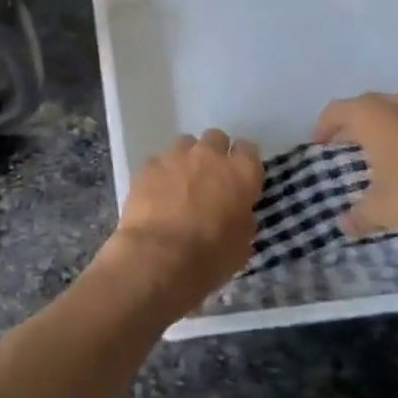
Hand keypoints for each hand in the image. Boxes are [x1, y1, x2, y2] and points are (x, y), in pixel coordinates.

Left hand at [93, 129, 262, 319]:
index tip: (240, 176)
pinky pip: (159, 161)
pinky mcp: (149, 164)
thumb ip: (242, 220)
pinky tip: (156, 193)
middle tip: (209, 178)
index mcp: (241, 174)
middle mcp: (209, 155)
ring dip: (187, 159)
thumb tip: (237, 213)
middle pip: (216, 138)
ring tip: (180, 183)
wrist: (158, 257)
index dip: (243, 161)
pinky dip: (161, 173)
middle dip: (214, 153)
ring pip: (185, 143)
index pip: (248, 149)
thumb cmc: (209, 258)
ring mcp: (176, 156)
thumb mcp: (240, 246)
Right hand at [315, 92, 397, 236]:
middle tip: (345, 147)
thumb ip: (358, 215)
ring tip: (377, 151)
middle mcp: (395, 104)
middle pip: (363, 106)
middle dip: (351, 124)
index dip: (323, 128)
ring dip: (380, 126)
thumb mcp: (382, 209)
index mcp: (371, 116)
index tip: (320, 146)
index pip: (335, 111)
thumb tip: (343, 226)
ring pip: (392, 110)